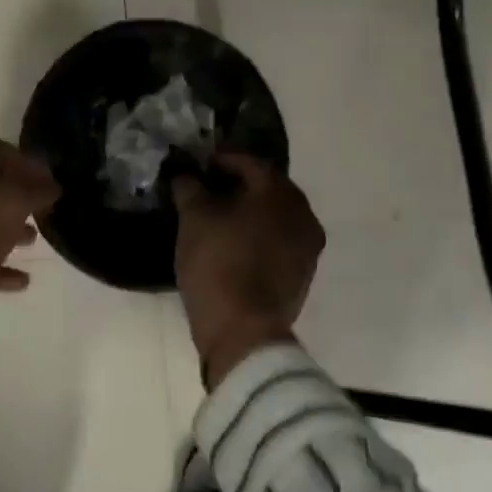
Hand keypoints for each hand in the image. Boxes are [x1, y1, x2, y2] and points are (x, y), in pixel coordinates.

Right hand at [172, 154, 325, 388]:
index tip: (199, 163)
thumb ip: (189, 186)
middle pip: (267, 187)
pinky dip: (259, 233)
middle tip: (208, 186)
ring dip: (249, 209)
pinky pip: (279, 239)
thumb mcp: (193, 218)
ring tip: (218, 215)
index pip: (250, 162)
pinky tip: (234, 241)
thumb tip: (184, 172)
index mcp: (280, 193)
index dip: (222, 159)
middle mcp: (303, 214)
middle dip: (238, 183)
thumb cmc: (218, 263)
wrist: (243, 332)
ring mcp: (307, 246)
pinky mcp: (303, 273)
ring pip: (275, 215)